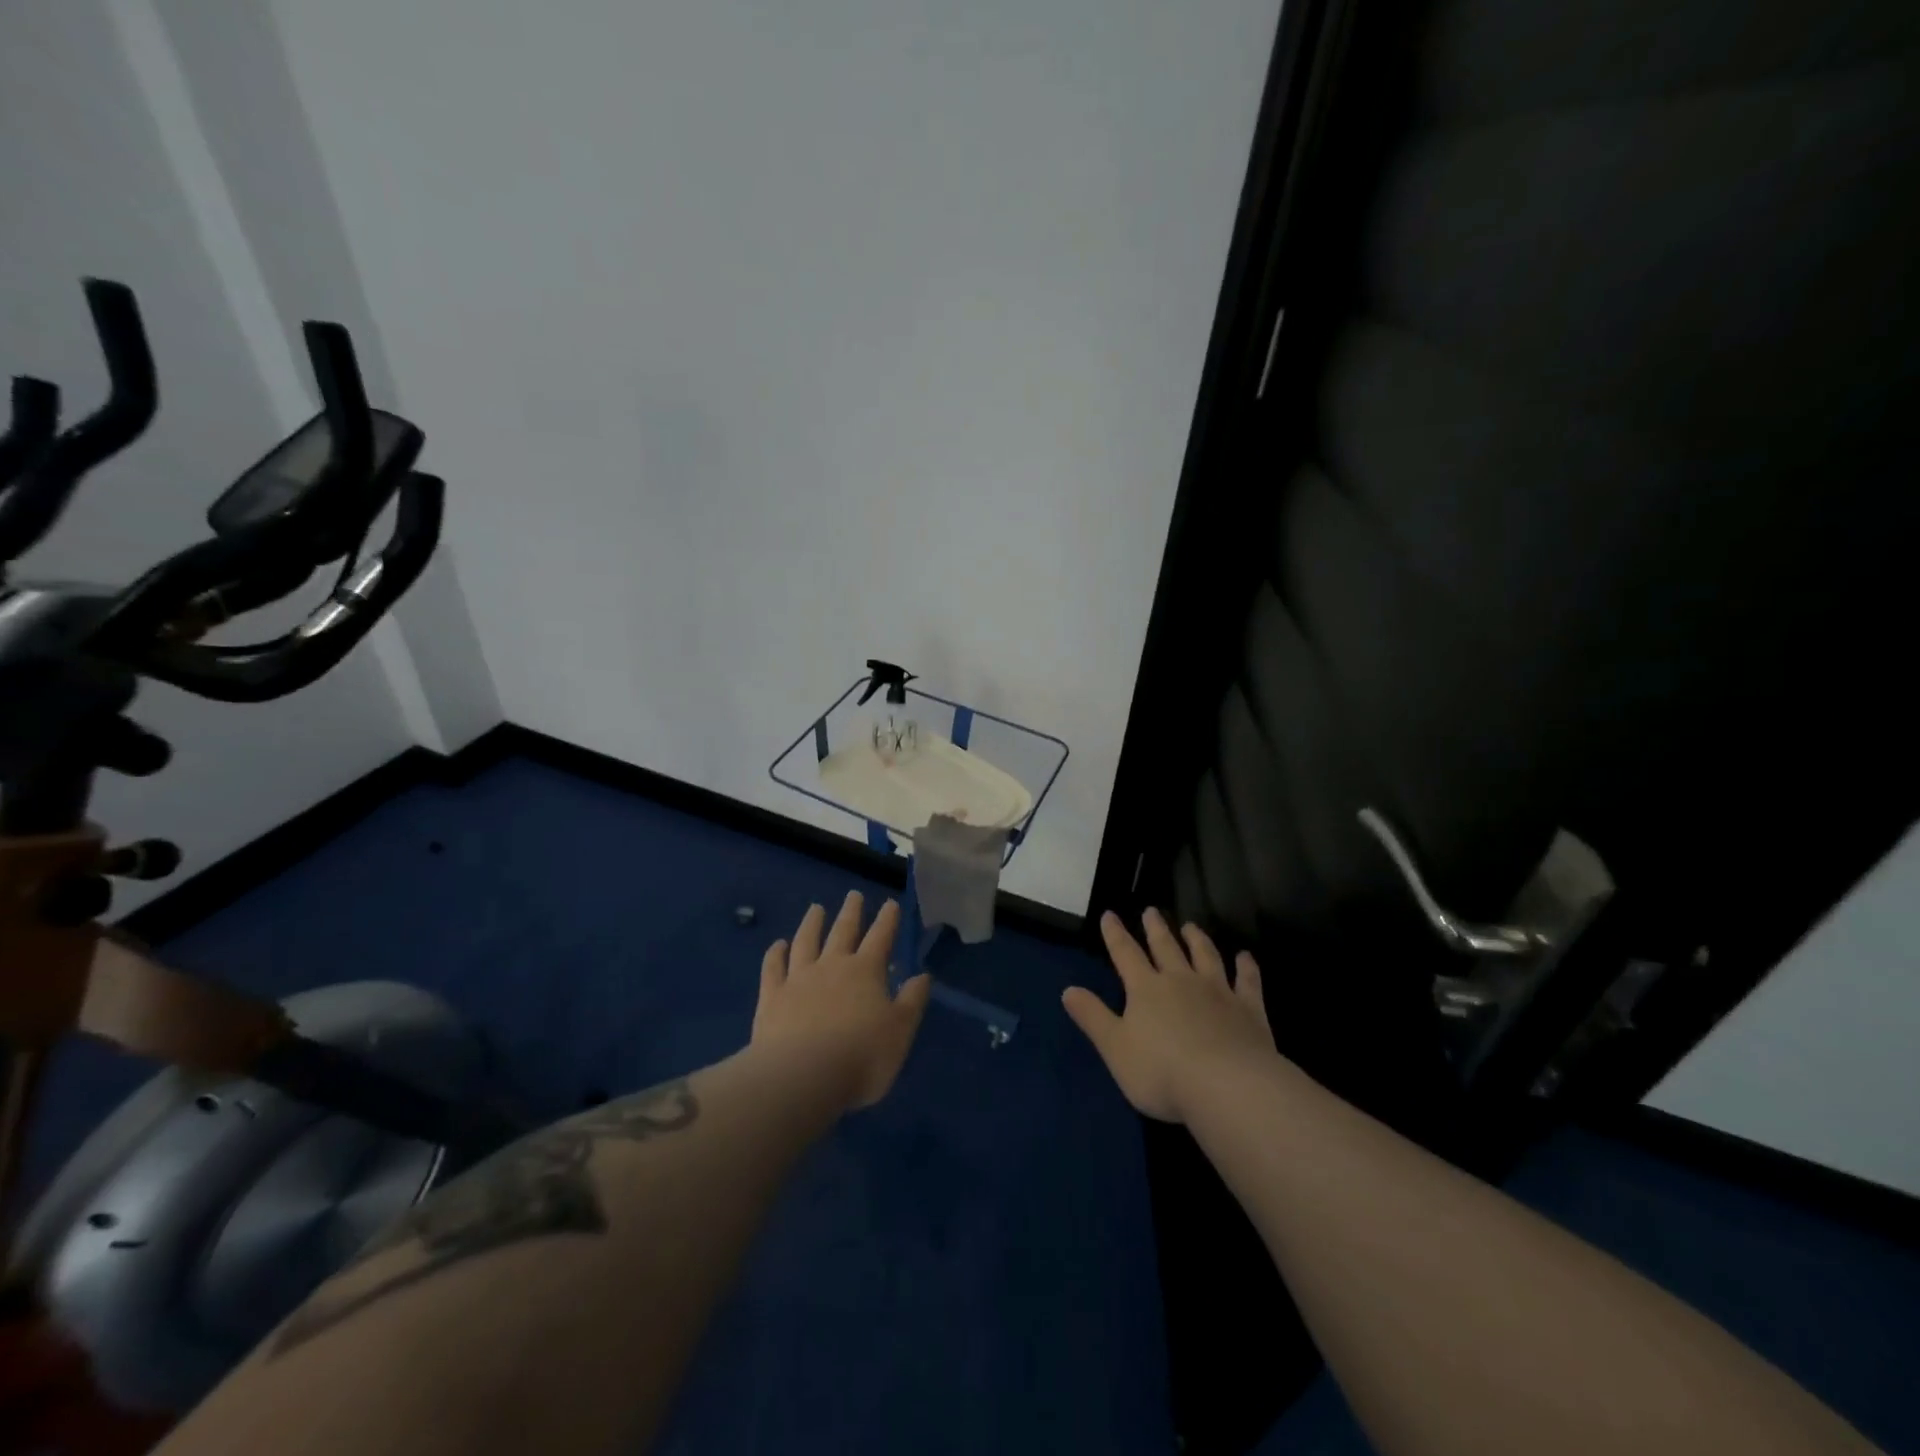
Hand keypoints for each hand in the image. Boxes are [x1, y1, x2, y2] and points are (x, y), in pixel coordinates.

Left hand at [752, 891, 932, 1110]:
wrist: (801, 1077)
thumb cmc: (861, 1057)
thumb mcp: (900, 1031)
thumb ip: (911, 1001)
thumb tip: (923, 975)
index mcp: (865, 971)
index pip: (880, 938)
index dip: (887, 920)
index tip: (890, 903)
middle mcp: (832, 966)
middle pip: (843, 931)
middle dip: (851, 912)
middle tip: (853, 894)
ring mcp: (798, 979)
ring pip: (806, 941)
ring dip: (812, 923)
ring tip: (816, 908)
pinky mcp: (771, 997)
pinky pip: (773, 968)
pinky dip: (775, 954)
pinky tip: (778, 945)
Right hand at [1062, 908, 1275, 1123]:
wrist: (1227, 1086)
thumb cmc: (1162, 1072)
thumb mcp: (1115, 1048)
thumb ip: (1093, 1017)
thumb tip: (1067, 990)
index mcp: (1146, 989)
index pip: (1125, 954)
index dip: (1115, 934)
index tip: (1110, 914)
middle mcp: (1181, 981)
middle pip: (1166, 948)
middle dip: (1156, 929)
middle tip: (1151, 910)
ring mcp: (1218, 992)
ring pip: (1205, 956)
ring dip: (1197, 940)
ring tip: (1191, 926)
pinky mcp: (1249, 1009)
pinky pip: (1247, 981)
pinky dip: (1246, 967)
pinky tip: (1246, 957)